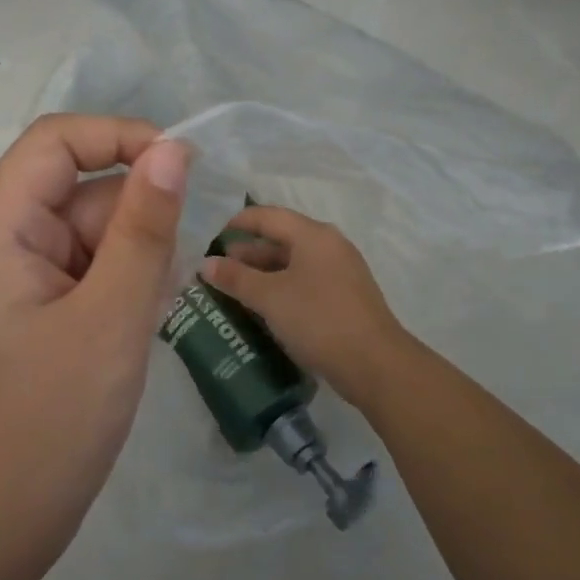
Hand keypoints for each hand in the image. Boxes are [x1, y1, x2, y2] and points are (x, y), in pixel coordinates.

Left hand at [0, 115, 188, 579]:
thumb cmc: (50, 423)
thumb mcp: (111, 317)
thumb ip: (144, 228)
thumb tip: (172, 150)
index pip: (53, 142)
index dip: (118, 137)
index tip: (179, 168)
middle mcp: (0, 244)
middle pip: (78, 192)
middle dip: (132, 223)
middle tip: (160, 286)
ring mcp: (16, 281)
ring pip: (90, 234)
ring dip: (132, 261)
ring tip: (143, 320)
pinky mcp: (35, 313)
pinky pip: (87, 272)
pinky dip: (120, 289)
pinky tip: (136, 330)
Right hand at [200, 205, 409, 406]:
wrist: (374, 364)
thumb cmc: (318, 319)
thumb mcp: (270, 297)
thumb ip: (236, 278)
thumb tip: (205, 264)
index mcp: (313, 235)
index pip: (268, 216)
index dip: (238, 223)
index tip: (212, 239)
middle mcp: (329, 246)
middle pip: (281, 238)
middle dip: (248, 253)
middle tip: (218, 270)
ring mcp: (341, 272)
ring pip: (293, 263)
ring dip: (263, 273)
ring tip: (234, 290)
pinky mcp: (345, 297)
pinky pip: (306, 282)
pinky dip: (282, 288)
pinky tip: (264, 308)